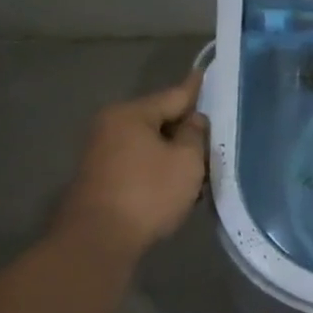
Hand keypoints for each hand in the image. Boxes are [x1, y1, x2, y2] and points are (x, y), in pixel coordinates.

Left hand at [57, 72, 208, 255]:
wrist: (99, 240)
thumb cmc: (148, 193)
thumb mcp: (186, 162)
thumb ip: (195, 135)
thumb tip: (193, 120)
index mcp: (130, 114)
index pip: (173, 95)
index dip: (195, 89)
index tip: (205, 73)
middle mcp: (111, 126)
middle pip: (159, 119)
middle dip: (185, 127)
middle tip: (214, 133)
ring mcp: (102, 152)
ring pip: (150, 143)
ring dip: (173, 151)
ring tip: (201, 162)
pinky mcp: (102, 177)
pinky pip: (139, 162)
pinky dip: (159, 167)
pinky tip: (177, 182)